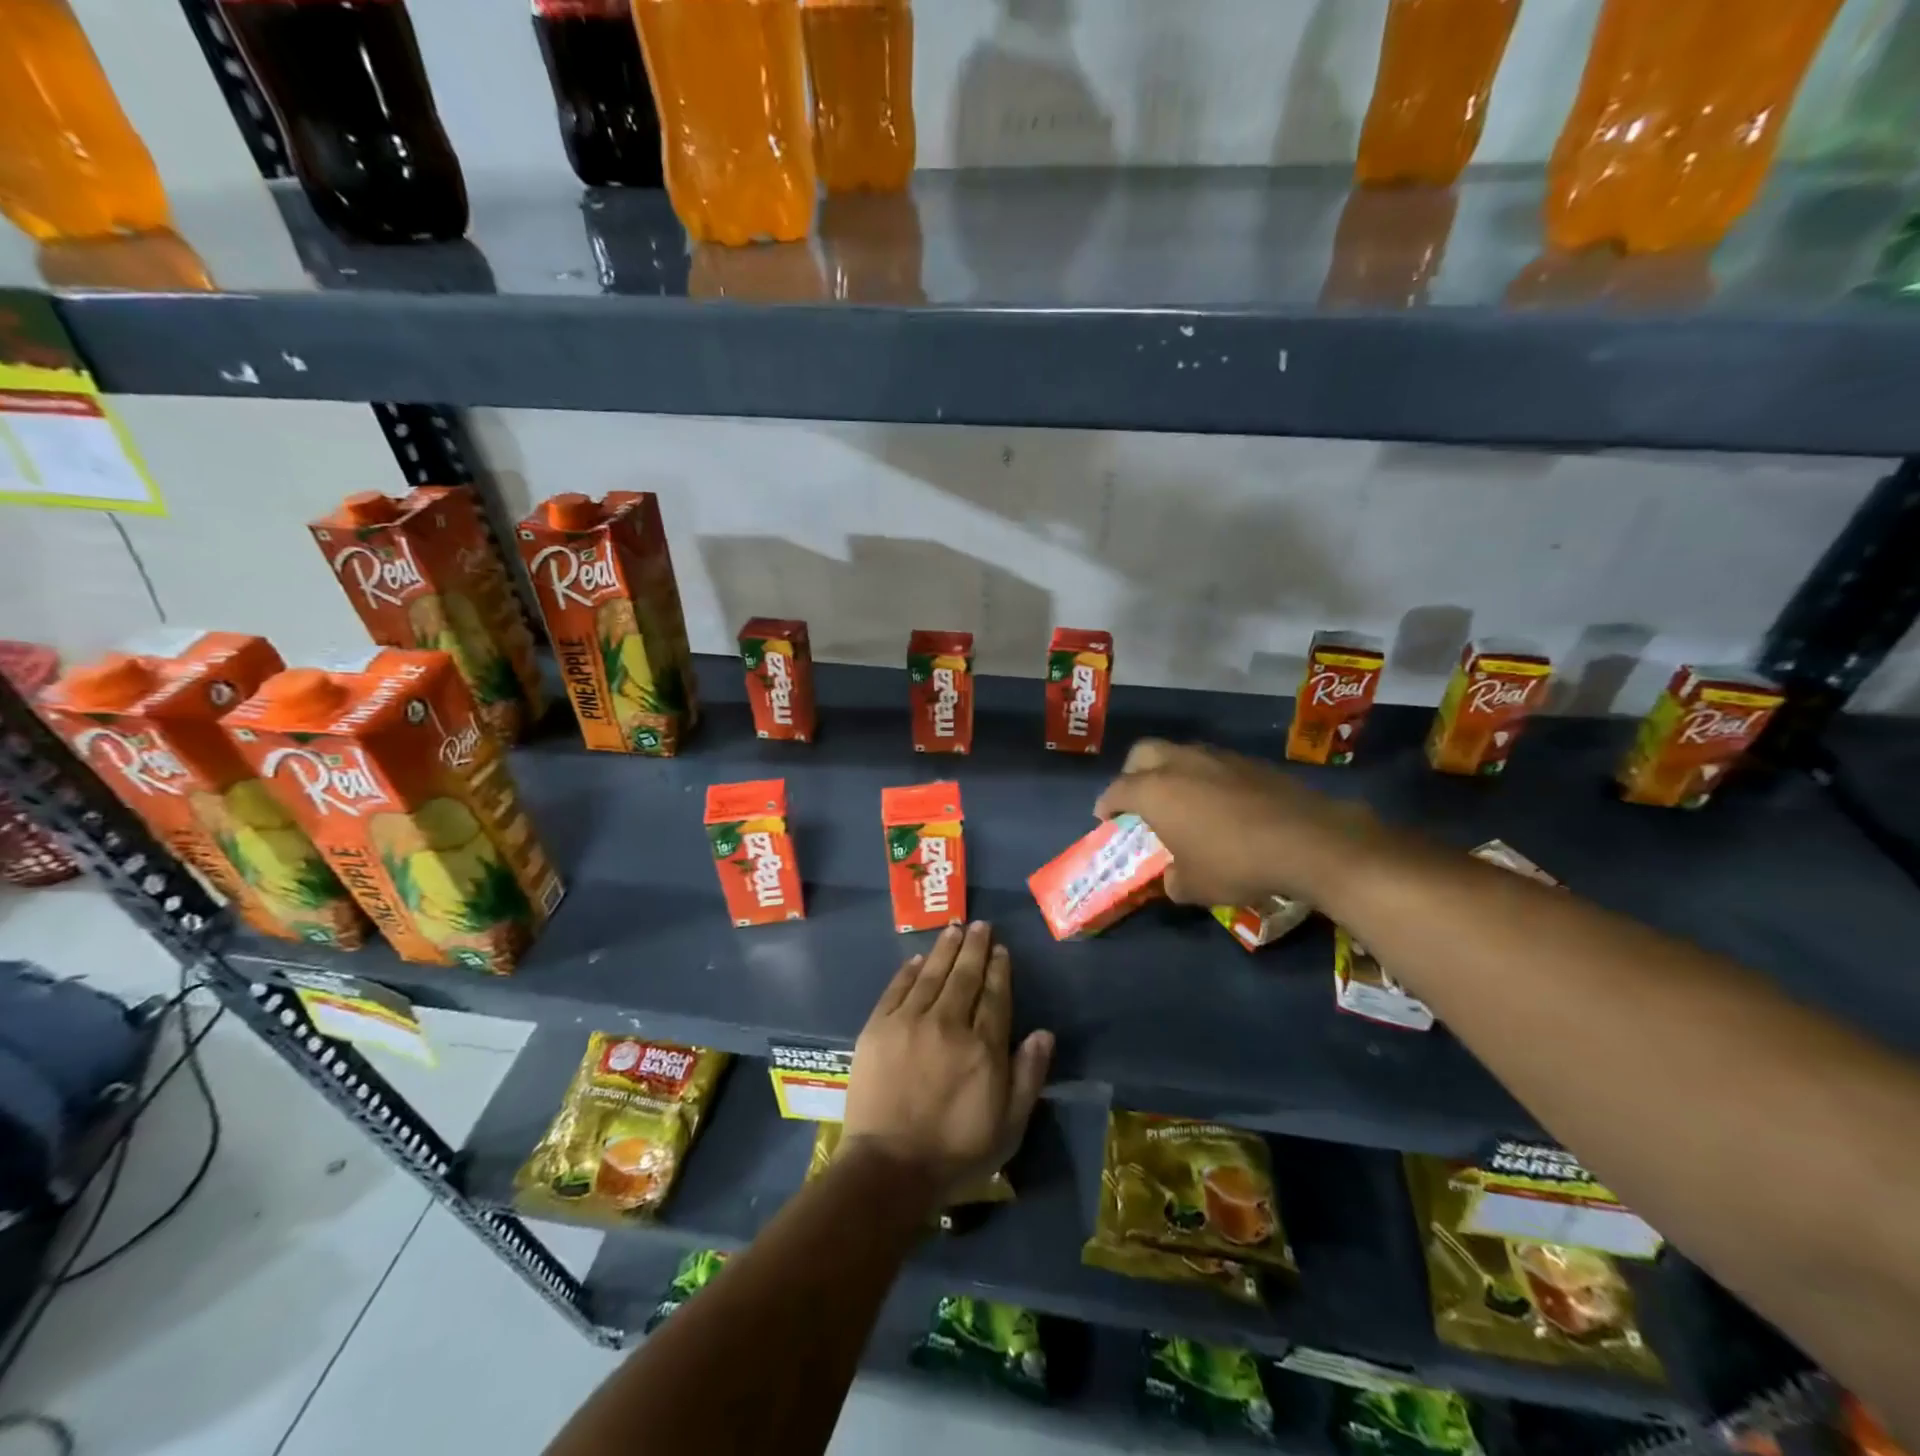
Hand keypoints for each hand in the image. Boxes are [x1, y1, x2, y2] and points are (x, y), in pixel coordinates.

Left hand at [843, 922, 1053, 1201]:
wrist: (888, 1167)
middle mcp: (948, 1024)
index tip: (1001, 949)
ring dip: (945, 949)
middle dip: (975, 948)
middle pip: (965, 976)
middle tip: (980, 925)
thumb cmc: (955, 1152)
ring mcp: (909, 1022)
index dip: (999, 970)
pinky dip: (908, 971)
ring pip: (931, 974)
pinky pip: (897, 989)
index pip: (995, 996)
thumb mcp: (1008, 1126)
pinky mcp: (878, 1028)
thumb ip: (1028, 1076)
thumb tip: (1044, 1033)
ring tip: (954, 928)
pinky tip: (916, 959)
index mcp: (983, 1048)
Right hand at [1093, 738, 1384, 907]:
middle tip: (1139, 798)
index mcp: (1155, 791)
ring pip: (1180, 754)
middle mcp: (1180, 764)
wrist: (1308, 841)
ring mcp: (1217, 758)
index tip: (1105, 818)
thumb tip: (1172, 877)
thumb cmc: (1236, 864)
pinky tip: (1220, 804)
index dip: (1106, 804)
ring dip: (1172, 772)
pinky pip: (1213, 763)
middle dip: (1133, 773)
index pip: (1117, 790)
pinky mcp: (1249, 762)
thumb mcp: (1194, 887)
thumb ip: (1172, 880)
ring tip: (1181, 800)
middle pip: (1143, 753)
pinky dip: (1206, 778)